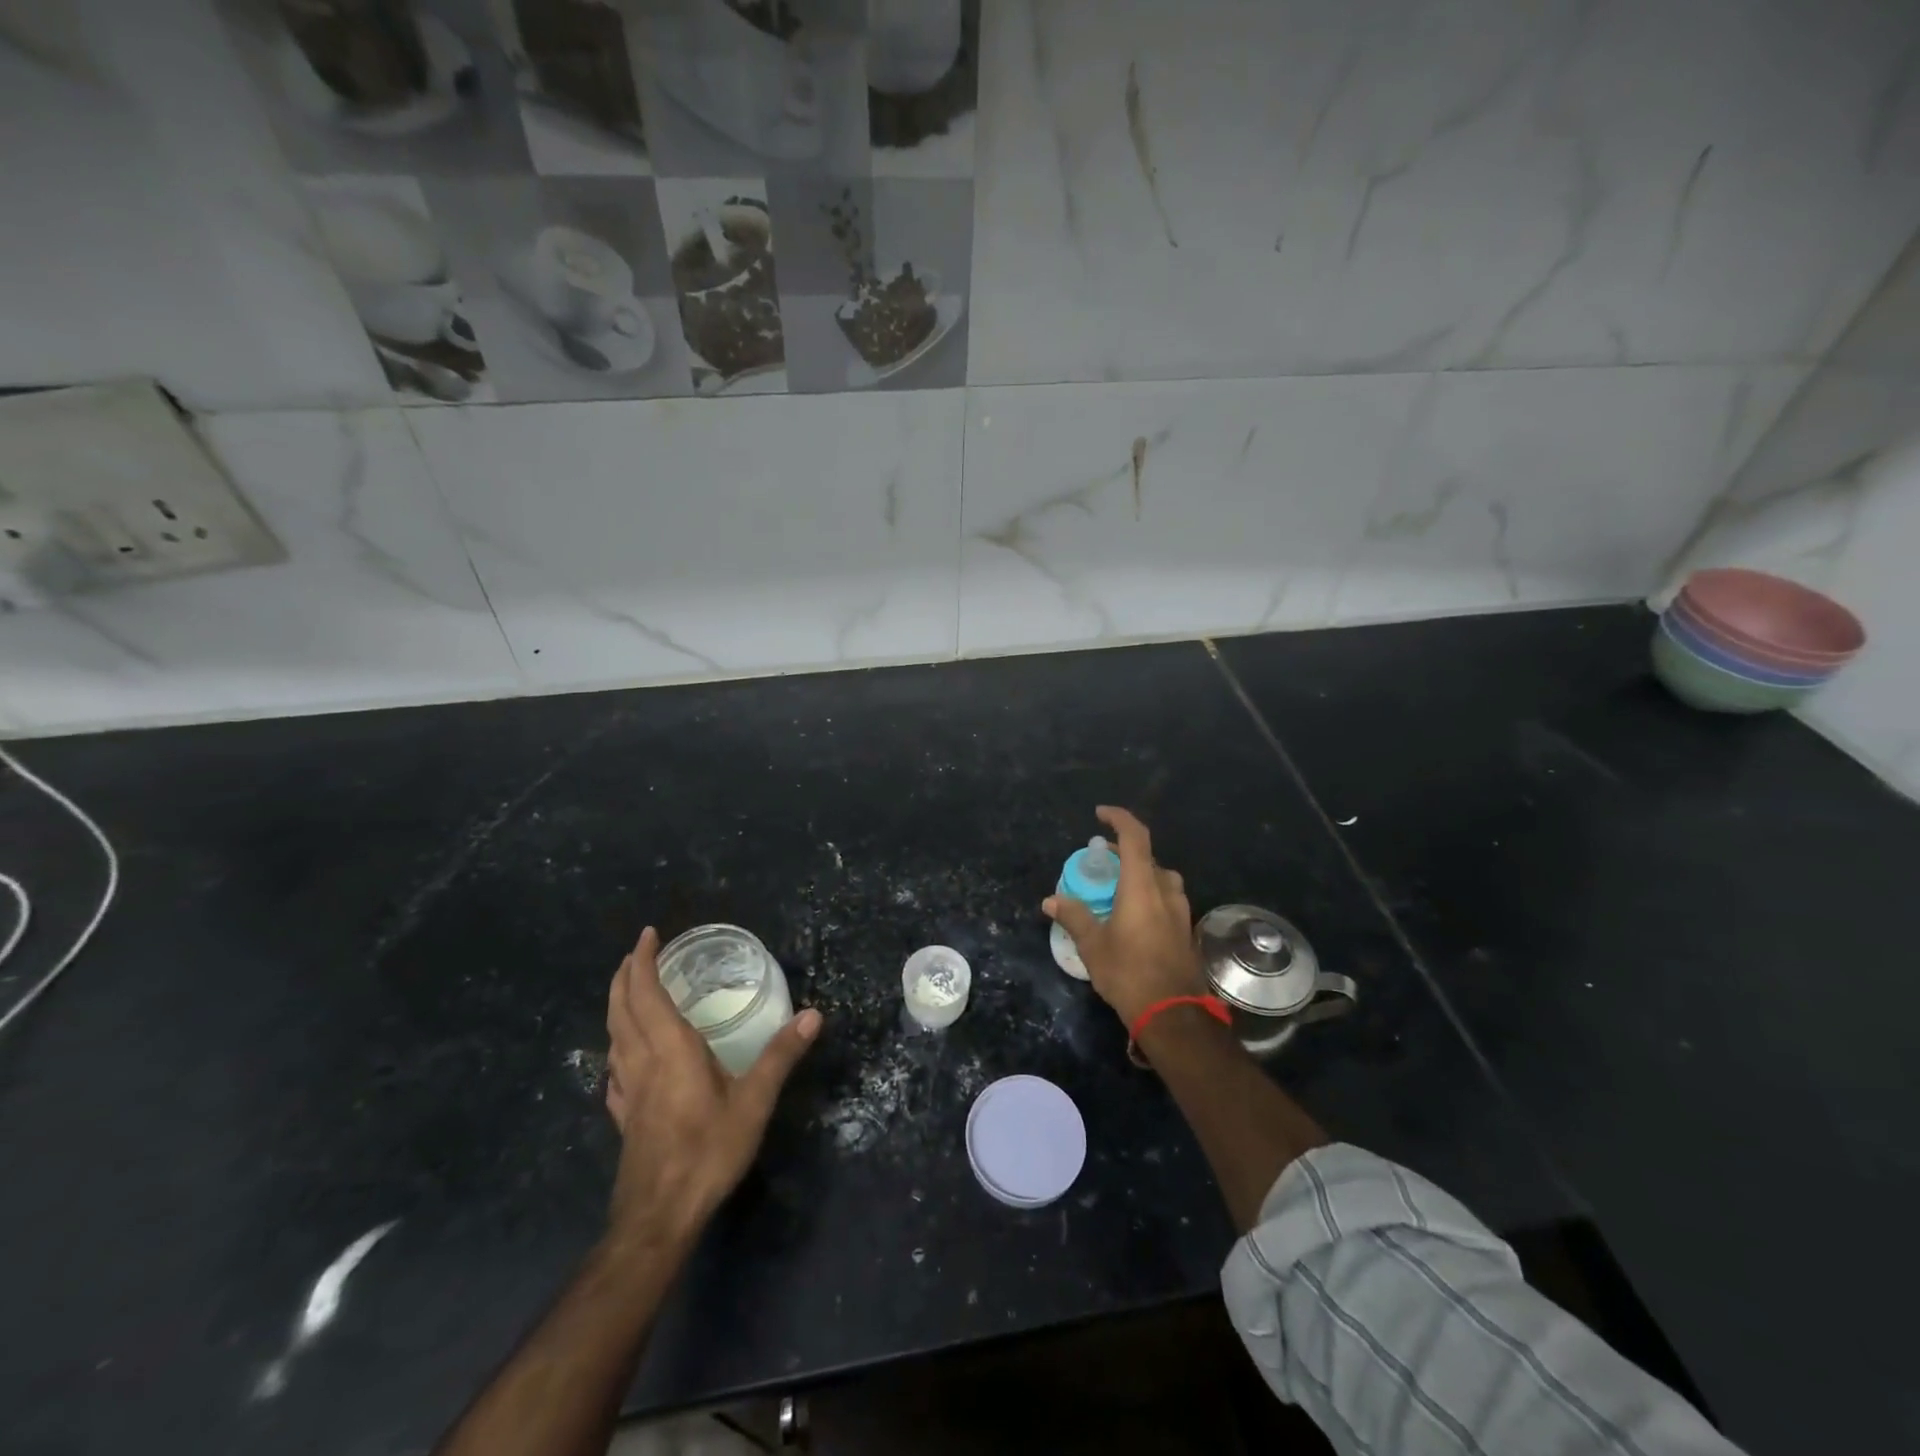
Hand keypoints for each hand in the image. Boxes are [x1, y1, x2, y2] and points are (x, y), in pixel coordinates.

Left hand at [602, 928, 820, 1249]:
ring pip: (613, 1035)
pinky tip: (624, 1058)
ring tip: (629, 991)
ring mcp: (628, 1090)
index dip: (644, 961)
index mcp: (670, 1049)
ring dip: (617, 1005)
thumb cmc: (707, 1151)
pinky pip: (614, 1068)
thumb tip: (813, 1014)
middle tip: (638, 952)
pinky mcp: (624, 1116)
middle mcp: (642, 1061)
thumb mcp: (754, 1102)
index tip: (649, 934)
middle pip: (621, 1009)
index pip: (647, 993)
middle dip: (626, 976)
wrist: (658, 1217)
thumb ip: (781, 1055)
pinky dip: (616, 1046)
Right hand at [1042, 806, 1205, 1026]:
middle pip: (1148, 857)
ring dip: (1139, 874)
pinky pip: (1167, 900)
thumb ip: (1074, 917)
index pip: (1135, 836)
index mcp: (1143, 886)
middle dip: (1124, 852)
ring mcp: (1181, 911)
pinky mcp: (1186, 931)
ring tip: (1116, 887)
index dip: (1118, 818)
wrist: (1174, 1015)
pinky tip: (1133, 916)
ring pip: (1161, 879)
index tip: (1100, 814)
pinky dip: (1149, 895)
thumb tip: (1051, 900)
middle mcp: (1166, 891)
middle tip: (1100, 860)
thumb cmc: (1129, 973)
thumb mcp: (1093, 945)